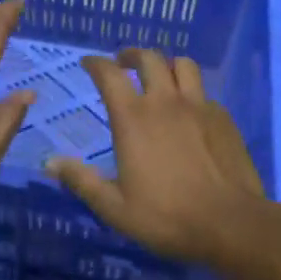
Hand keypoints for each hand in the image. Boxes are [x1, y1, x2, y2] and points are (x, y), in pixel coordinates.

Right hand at [46, 49, 269, 264]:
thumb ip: (81, 181)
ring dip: (166, 64)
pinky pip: (204, 92)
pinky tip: (190, 110)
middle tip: (124, 63)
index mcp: (133, 118)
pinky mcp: (223, 118)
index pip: (109, 75)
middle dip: (131, 55)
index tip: (88, 63)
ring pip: (183, 65)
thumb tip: (50, 163)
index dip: (96, 64)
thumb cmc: (166, 216)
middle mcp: (165, 102)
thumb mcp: (114, 207)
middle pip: (149, 58)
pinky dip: (192, 92)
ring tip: (160, 75)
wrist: (230, 224)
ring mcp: (199, 106)